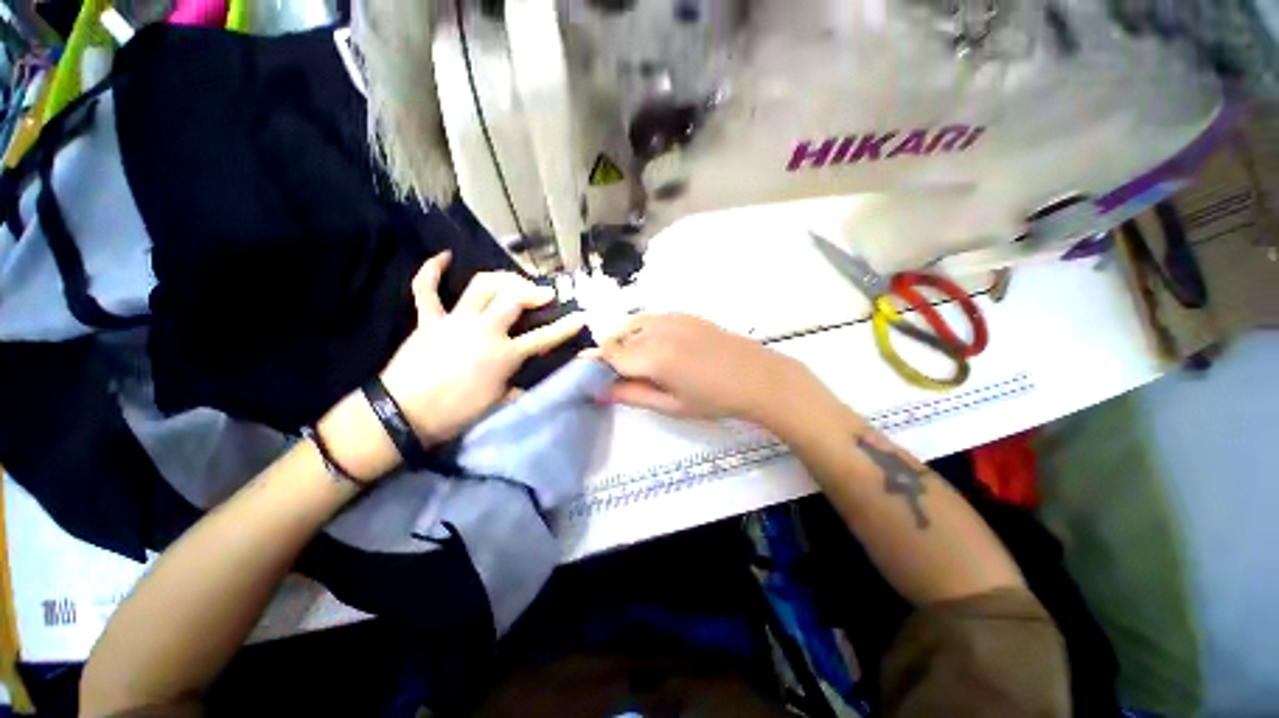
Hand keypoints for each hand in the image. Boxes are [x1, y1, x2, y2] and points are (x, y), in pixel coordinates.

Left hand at [380, 252, 586, 442]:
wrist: (404, 414)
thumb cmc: (456, 413)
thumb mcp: (497, 403)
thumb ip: (516, 387)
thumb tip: (528, 385)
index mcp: (504, 354)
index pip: (544, 337)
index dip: (566, 327)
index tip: (581, 316)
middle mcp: (485, 330)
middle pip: (514, 299)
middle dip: (534, 291)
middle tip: (544, 293)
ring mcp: (455, 321)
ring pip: (481, 286)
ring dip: (500, 278)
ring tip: (511, 280)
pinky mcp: (429, 319)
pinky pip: (427, 289)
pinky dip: (432, 271)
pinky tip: (444, 256)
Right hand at [599, 314, 821, 424]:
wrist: (758, 377)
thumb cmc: (715, 399)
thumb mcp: (671, 405)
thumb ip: (632, 395)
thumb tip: (600, 391)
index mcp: (654, 357)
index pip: (609, 355)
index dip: (598, 366)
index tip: (596, 378)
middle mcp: (658, 330)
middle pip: (618, 337)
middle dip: (612, 355)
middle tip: (624, 377)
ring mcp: (672, 317)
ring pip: (632, 325)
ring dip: (627, 341)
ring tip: (641, 364)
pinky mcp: (684, 314)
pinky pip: (651, 319)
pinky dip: (644, 331)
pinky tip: (659, 348)